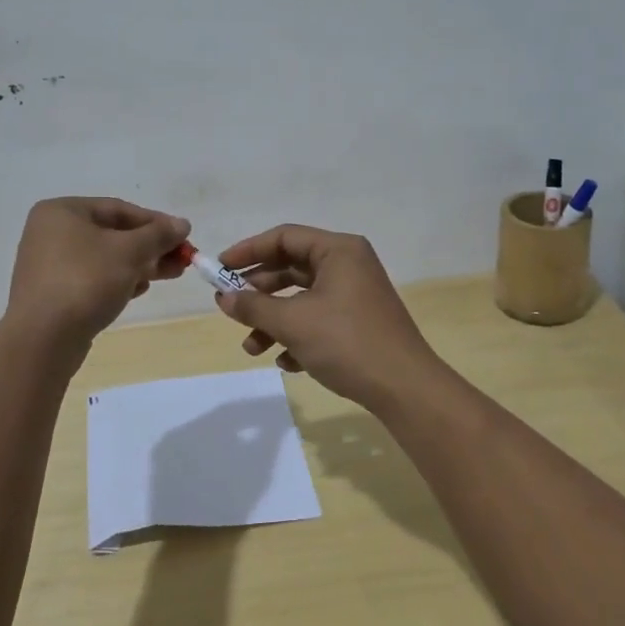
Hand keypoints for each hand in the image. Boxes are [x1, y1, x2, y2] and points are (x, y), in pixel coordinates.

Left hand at [6, 198, 190, 344]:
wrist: (43, 339)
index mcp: (62, 211)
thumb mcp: (129, 252)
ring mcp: (49, 264)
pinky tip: (138, 290)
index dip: (155, 222)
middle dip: (150, 247)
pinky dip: (117, 281)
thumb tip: (182, 224)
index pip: (118, 208)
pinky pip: (92, 278)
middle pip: (112, 234)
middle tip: (181, 260)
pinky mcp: (52, 293)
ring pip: (104, 258)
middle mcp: (50, 232)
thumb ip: (158, 234)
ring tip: (169, 276)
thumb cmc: (86, 281)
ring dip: (138, 264)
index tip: (183, 237)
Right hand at [213, 224, 444, 412]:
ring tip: (252, 348)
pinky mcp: (360, 323)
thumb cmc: (346, 342)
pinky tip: (285, 362)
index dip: (248, 251)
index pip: (284, 237)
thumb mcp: (292, 322)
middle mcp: (349, 265)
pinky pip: (319, 319)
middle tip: (230, 307)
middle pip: (292, 267)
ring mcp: (356, 295)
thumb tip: (224, 298)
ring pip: (303, 298)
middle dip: (259, 292)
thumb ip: (254, 307)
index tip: (220, 269)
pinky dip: (298, 336)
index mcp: (338, 250)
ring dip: (274, 321)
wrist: (404, 388)